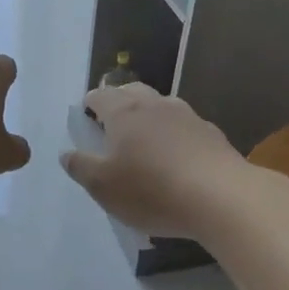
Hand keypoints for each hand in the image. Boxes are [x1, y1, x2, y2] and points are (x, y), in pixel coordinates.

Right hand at [61, 83, 247, 238]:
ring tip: (145, 141)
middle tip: (112, 125)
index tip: (86, 119)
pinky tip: (177, 157)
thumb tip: (67, 153)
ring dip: (149, 117)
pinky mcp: (211, 134)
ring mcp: (187, 116)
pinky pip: (185, 127)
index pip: (100, 95)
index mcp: (124, 112)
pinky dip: (175, 135)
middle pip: (132, 92)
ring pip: (161, 106)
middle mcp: (155, 104)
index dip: (89, 104)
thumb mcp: (103, 186)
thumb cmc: (152, 190)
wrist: (222, 197)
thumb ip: (81, 167)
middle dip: (119, 102)